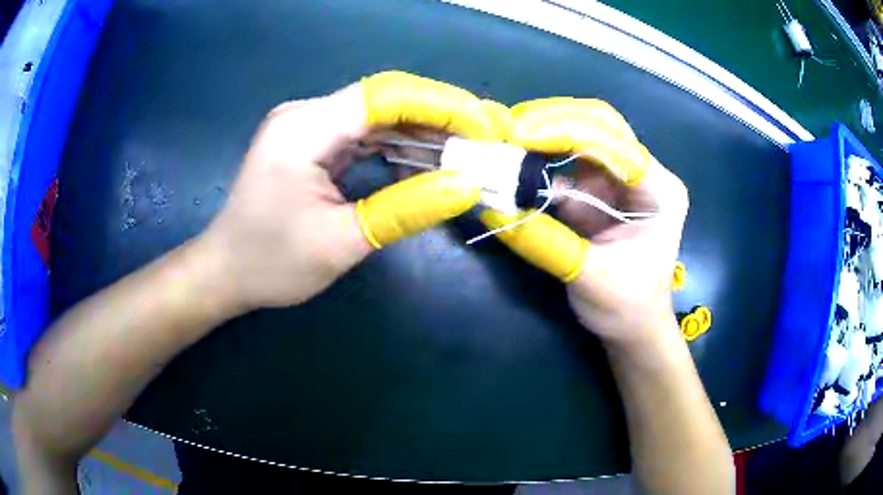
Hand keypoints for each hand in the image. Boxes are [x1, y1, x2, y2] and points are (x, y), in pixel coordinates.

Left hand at [196, 71, 508, 310]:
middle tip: (485, 140)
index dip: (441, 104)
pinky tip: (425, 161)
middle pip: (384, 100)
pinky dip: (398, 146)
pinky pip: (363, 134)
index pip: (384, 96)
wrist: (224, 271)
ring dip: (422, 132)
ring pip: (377, 116)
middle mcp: (305, 114)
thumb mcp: (341, 243)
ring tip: (466, 151)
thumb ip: (405, 209)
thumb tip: (467, 185)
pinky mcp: (311, 142)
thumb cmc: (271, 263)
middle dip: (440, 117)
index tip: (484, 126)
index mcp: (304, 129)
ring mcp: (307, 126)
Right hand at [481, 98, 688, 344]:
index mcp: (660, 190)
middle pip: (600, 125)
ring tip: (505, 137)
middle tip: (509, 126)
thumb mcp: (589, 277)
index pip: (614, 144)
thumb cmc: (626, 306)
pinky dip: (540, 156)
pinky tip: (515, 157)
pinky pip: (567, 160)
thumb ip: (544, 241)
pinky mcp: (599, 188)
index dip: (566, 133)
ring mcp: (620, 178)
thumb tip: (493, 209)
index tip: (519, 135)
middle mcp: (643, 173)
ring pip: (582, 134)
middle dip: (553, 121)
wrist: (634, 326)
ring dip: (543, 132)